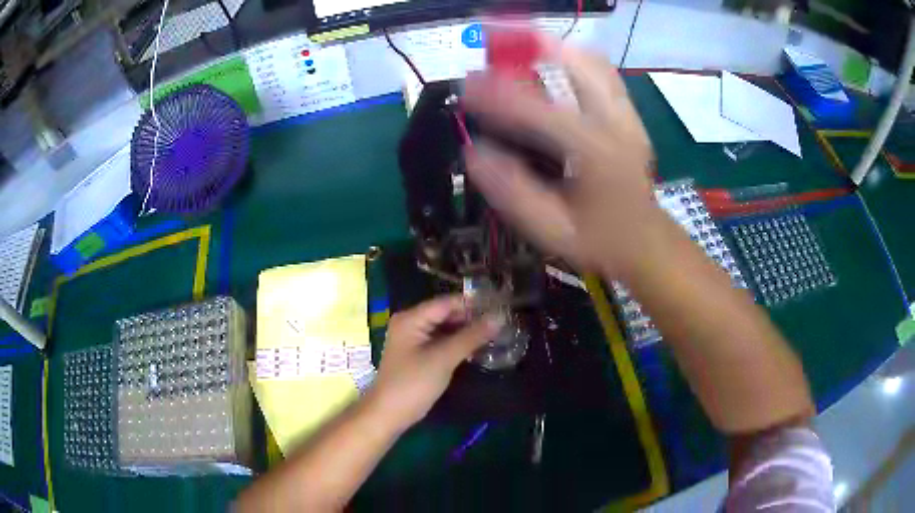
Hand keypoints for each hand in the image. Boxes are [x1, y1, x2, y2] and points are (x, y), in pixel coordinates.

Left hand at [368, 296, 503, 431]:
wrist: (389, 414)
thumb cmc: (413, 383)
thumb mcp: (444, 358)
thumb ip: (472, 336)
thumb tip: (499, 318)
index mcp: (411, 318)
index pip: (447, 302)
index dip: (474, 303)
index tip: (501, 306)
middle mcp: (411, 323)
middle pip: (446, 313)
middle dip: (472, 317)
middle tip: (503, 320)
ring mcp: (414, 339)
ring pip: (445, 328)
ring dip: (468, 330)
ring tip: (497, 331)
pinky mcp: (418, 354)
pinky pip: (442, 341)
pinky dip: (459, 342)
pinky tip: (479, 345)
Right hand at [462, 37, 664, 277]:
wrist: (646, 242)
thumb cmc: (599, 241)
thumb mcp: (550, 230)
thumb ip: (511, 192)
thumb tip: (474, 151)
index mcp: (593, 153)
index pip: (536, 109)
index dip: (496, 94)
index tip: (466, 85)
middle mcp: (615, 123)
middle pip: (575, 65)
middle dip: (531, 47)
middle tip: (496, 44)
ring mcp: (627, 116)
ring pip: (592, 62)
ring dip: (554, 48)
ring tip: (520, 44)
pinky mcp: (630, 115)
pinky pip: (603, 73)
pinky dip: (575, 59)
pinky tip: (555, 62)